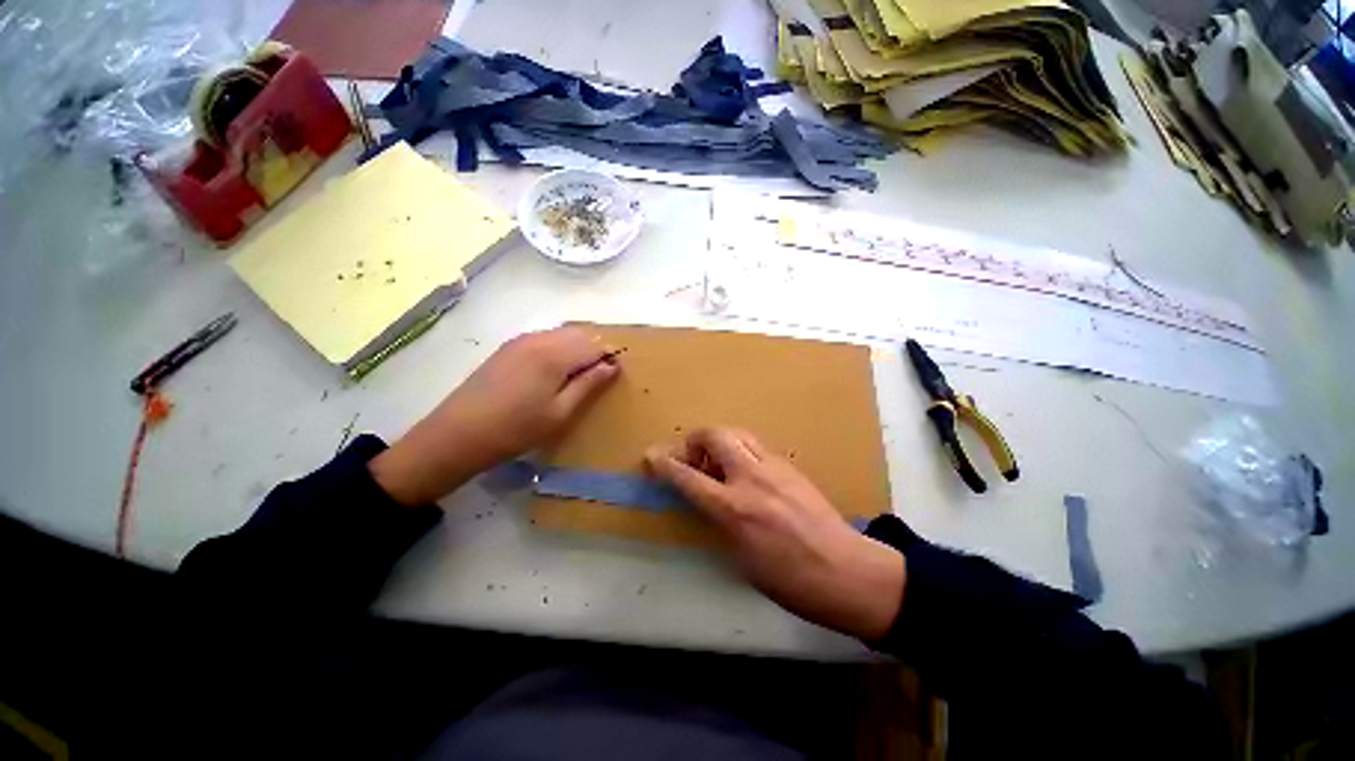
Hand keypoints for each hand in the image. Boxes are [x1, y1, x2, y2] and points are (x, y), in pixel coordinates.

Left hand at [370, 327, 619, 505]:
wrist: (458, 434)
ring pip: (561, 334)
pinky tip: (552, 372)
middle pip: (579, 334)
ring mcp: (521, 340)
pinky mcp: (508, 347)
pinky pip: (544, 338)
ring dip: (576, 348)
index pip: (595, 344)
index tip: (615, 374)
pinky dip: (558, 348)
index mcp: (555, 354)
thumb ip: (589, 385)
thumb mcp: (560, 413)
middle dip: (594, 350)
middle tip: (596, 377)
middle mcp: (539, 338)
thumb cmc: (517, 429)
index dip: (609, 357)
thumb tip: (612, 366)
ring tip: (576, 377)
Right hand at [646, 428, 904, 639]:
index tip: (652, 456)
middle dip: (695, 439)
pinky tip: (744, 470)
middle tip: (692, 458)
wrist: (847, 572)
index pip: (689, 478)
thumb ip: (721, 521)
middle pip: (715, 436)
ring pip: (738, 433)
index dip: (666, 465)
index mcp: (734, 509)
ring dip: (719, 440)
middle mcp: (751, 479)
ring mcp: (774, 467)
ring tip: (717, 461)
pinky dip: (740, 449)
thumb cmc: (790, 580)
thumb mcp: (742, 559)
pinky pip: (756, 445)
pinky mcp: (790, 466)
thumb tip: (708, 500)